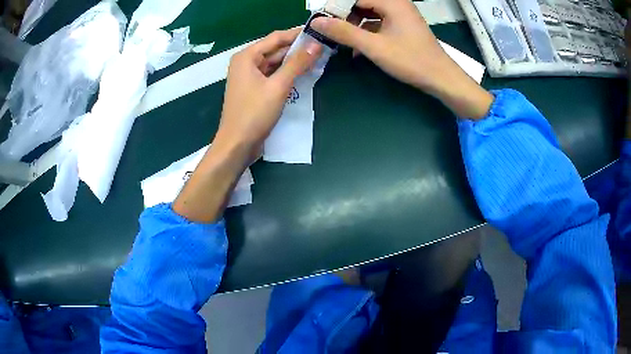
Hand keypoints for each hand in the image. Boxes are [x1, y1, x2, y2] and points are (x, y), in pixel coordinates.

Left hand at [173, 28, 322, 222]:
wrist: (237, 145)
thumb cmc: (254, 114)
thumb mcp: (278, 86)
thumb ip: (297, 63)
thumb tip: (316, 45)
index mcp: (247, 57)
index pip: (276, 38)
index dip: (298, 34)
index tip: (319, 32)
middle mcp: (246, 63)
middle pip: (275, 50)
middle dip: (298, 49)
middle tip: (323, 47)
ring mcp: (250, 77)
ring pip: (275, 63)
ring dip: (294, 62)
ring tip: (318, 59)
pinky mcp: (255, 90)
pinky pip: (273, 76)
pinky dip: (287, 74)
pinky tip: (304, 74)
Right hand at [311, 0, 492, 118]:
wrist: (441, 78)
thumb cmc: (411, 60)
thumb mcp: (374, 46)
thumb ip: (344, 32)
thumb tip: (317, 22)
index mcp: (391, 2)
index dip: (336, 8)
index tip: (321, 21)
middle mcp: (396, 3)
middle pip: (362, 3)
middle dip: (344, 17)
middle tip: (329, 31)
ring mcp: (400, 15)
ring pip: (369, 13)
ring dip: (354, 26)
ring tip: (341, 41)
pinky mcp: (402, 26)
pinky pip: (378, 23)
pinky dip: (367, 33)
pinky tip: (358, 48)